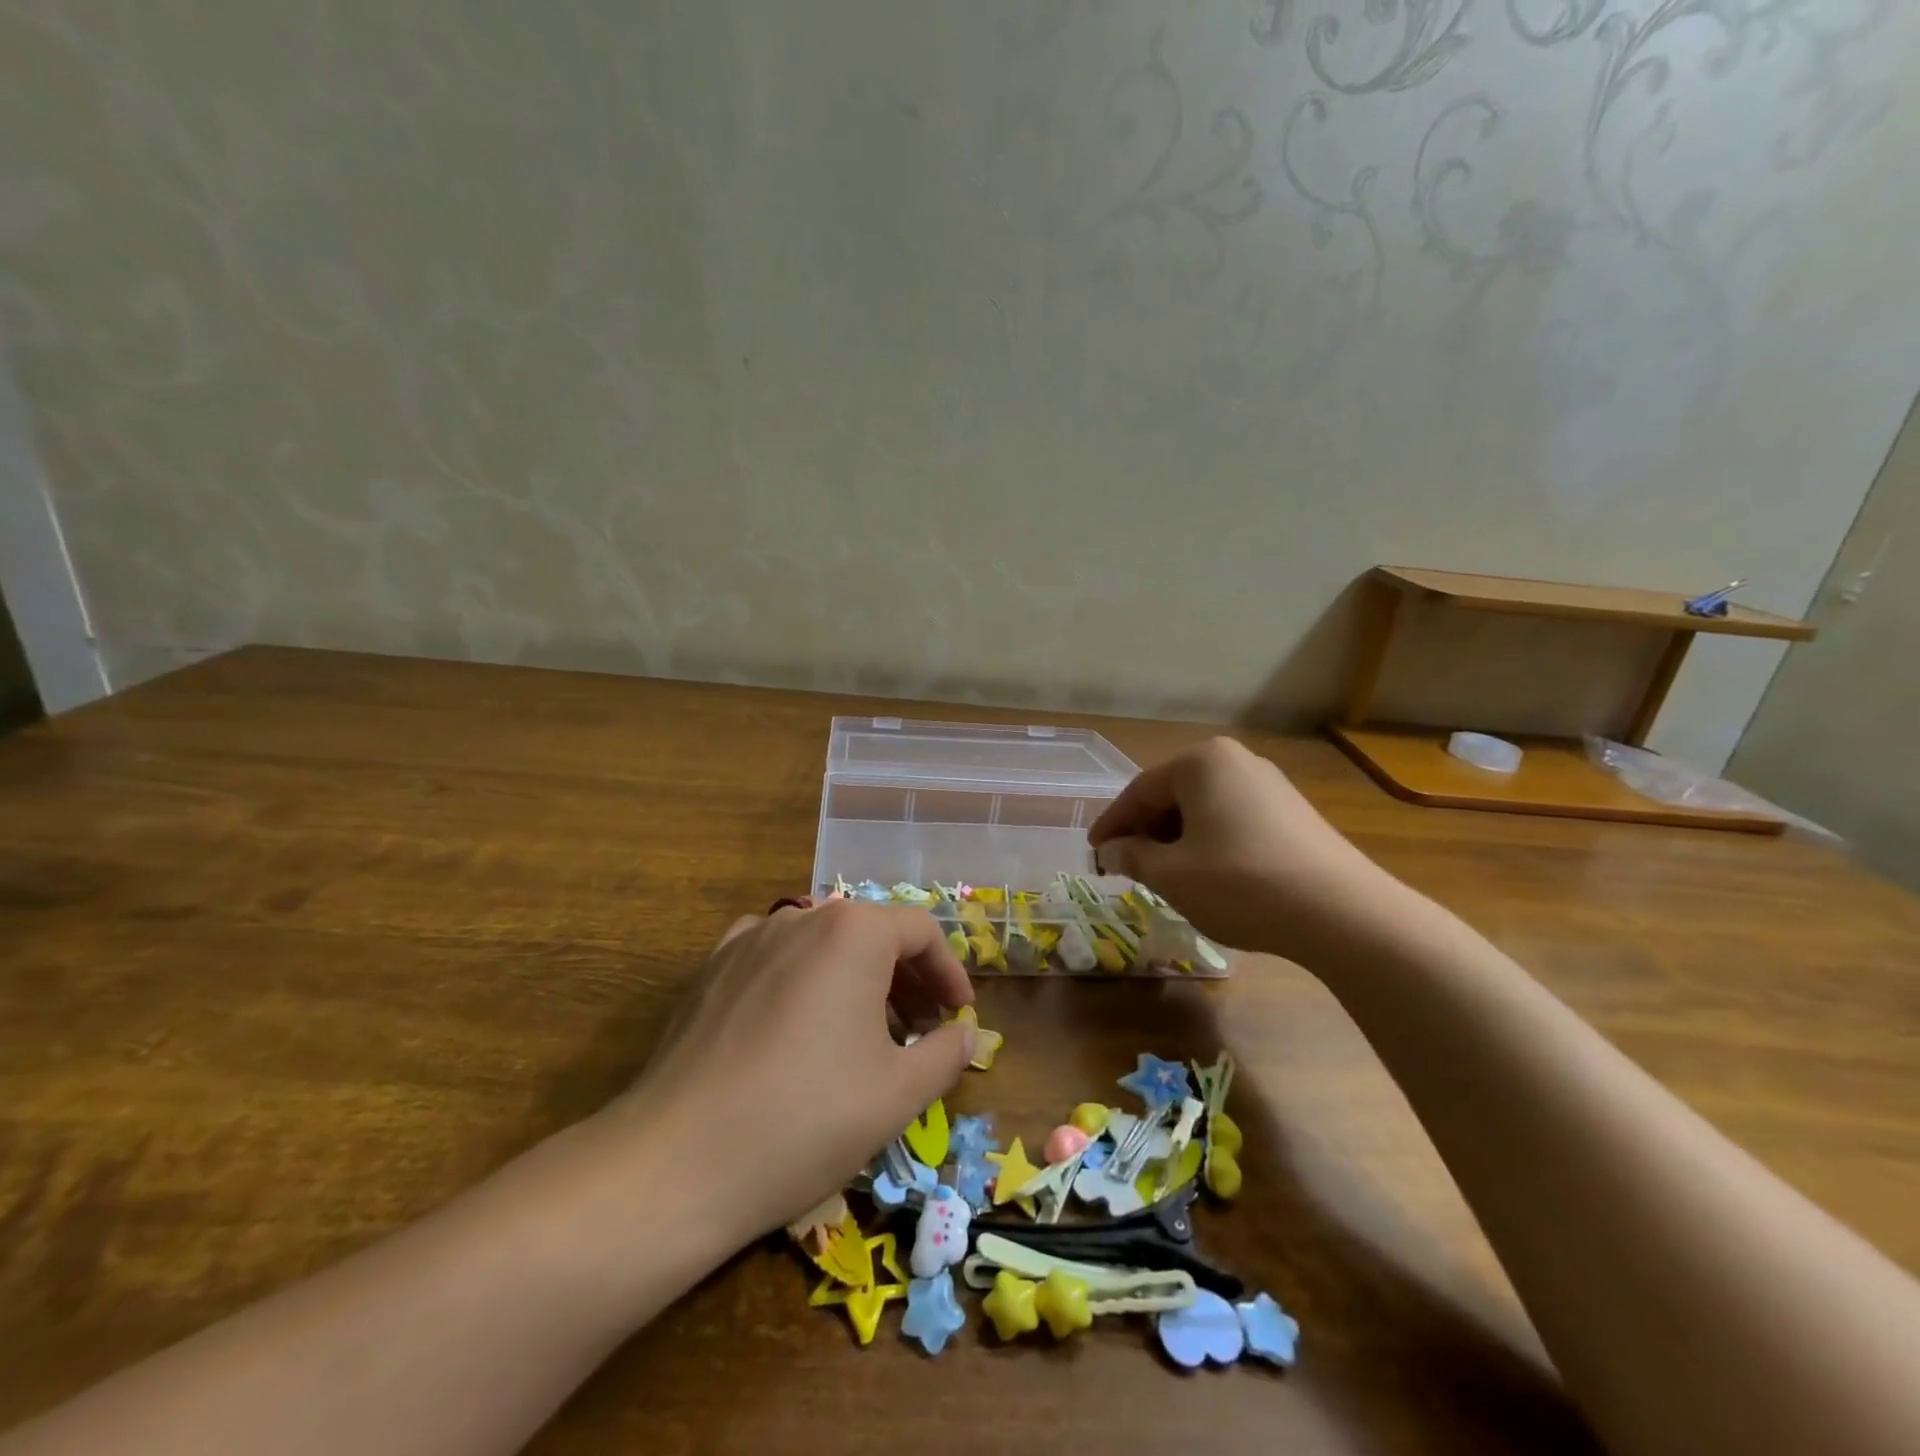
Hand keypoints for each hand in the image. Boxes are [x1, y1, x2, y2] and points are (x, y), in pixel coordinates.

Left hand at [605, 902, 976, 1248]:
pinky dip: (802, 979)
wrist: (675, 1162)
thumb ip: (946, 1053)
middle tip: (921, 1029)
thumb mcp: (899, 1094)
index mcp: (854, 932)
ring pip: (823, 944)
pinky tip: (798, 1024)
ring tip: (864, 1032)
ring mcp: (749, 939)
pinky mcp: (710, 969)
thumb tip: (965, 1033)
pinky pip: (774, 957)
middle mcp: (802, 918)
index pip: (920, 932)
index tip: (959, 1015)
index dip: (949, 972)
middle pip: (871, 933)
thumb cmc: (806, 1119)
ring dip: (856, 978)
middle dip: (906, 978)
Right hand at [1088, 737, 1396, 963]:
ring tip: (1163, 875)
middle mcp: (1236, 761)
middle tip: (1126, 866)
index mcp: (1201, 762)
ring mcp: (1270, 785)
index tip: (1093, 853)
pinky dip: (1208, 843)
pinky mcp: (1293, 813)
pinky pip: (1232, 819)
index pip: (1139, 791)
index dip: (1112, 825)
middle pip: (1172, 795)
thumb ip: (1132, 857)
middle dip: (1145, 832)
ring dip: (1176, 840)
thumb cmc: (1240, 883)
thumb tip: (1111, 852)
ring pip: (1203, 809)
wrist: (1342, 913)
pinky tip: (1207, 875)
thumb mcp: (1170, 875)